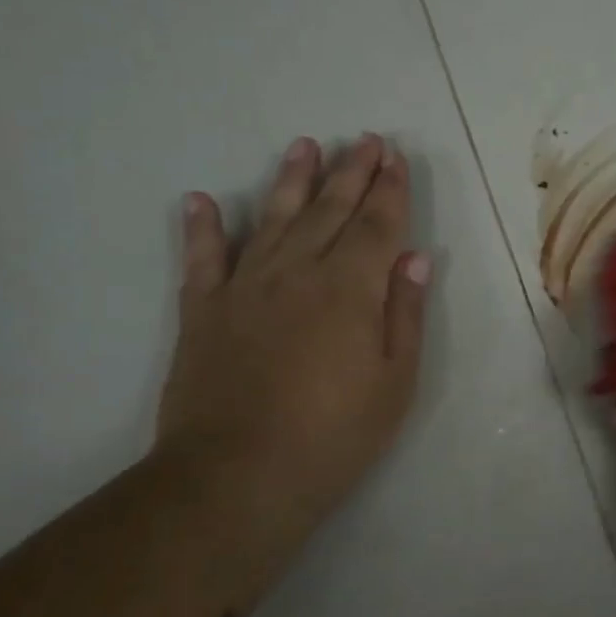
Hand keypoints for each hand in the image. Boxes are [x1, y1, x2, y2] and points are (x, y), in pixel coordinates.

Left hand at [155, 133, 431, 526]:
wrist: (237, 477)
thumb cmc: (335, 434)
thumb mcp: (396, 381)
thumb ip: (405, 313)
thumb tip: (414, 257)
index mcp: (351, 289)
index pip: (376, 224)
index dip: (389, 189)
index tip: (394, 156)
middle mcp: (298, 273)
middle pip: (329, 210)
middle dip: (351, 172)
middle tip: (363, 139)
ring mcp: (245, 288)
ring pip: (273, 219)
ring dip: (291, 181)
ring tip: (304, 146)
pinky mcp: (203, 312)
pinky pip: (202, 259)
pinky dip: (202, 229)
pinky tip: (201, 201)